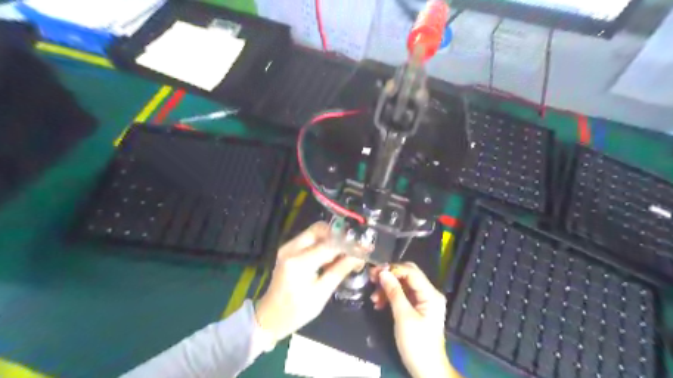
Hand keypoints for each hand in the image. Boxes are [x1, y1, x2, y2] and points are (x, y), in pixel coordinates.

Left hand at [255, 223, 360, 343]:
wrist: (270, 317)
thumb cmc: (297, 311)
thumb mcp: (321, 293)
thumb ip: (340, 270)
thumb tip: (359, 256)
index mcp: (299, 262)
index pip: (329, 245)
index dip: (348, 245)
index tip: (363, 247)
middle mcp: (291, 248)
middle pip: (320, 229)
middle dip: (338, 235)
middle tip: (353, 248)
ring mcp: (288, 247)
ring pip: (315, 231)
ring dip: (331, 239)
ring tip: (344, 253)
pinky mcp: (288, 249)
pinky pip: (309, 238)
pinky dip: (323, 243)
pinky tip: (331, 256)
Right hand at [368, 263, 457, 377]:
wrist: (427, 370)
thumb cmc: (416, 344)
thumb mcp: (403, 317)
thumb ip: (394, 292)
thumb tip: (383, 272)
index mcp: (430, 294)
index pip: (411, 271)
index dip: (392, 269)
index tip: (375, 272)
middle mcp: (429, 293)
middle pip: (407, 275)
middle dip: (389, 276)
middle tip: (372, 279)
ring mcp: (423, 300)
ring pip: (403, 285)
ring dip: (387, 288)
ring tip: (373, 298)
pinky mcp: (417, 308)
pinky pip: (403, 295)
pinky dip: (390, 296)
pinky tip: (379, 303)